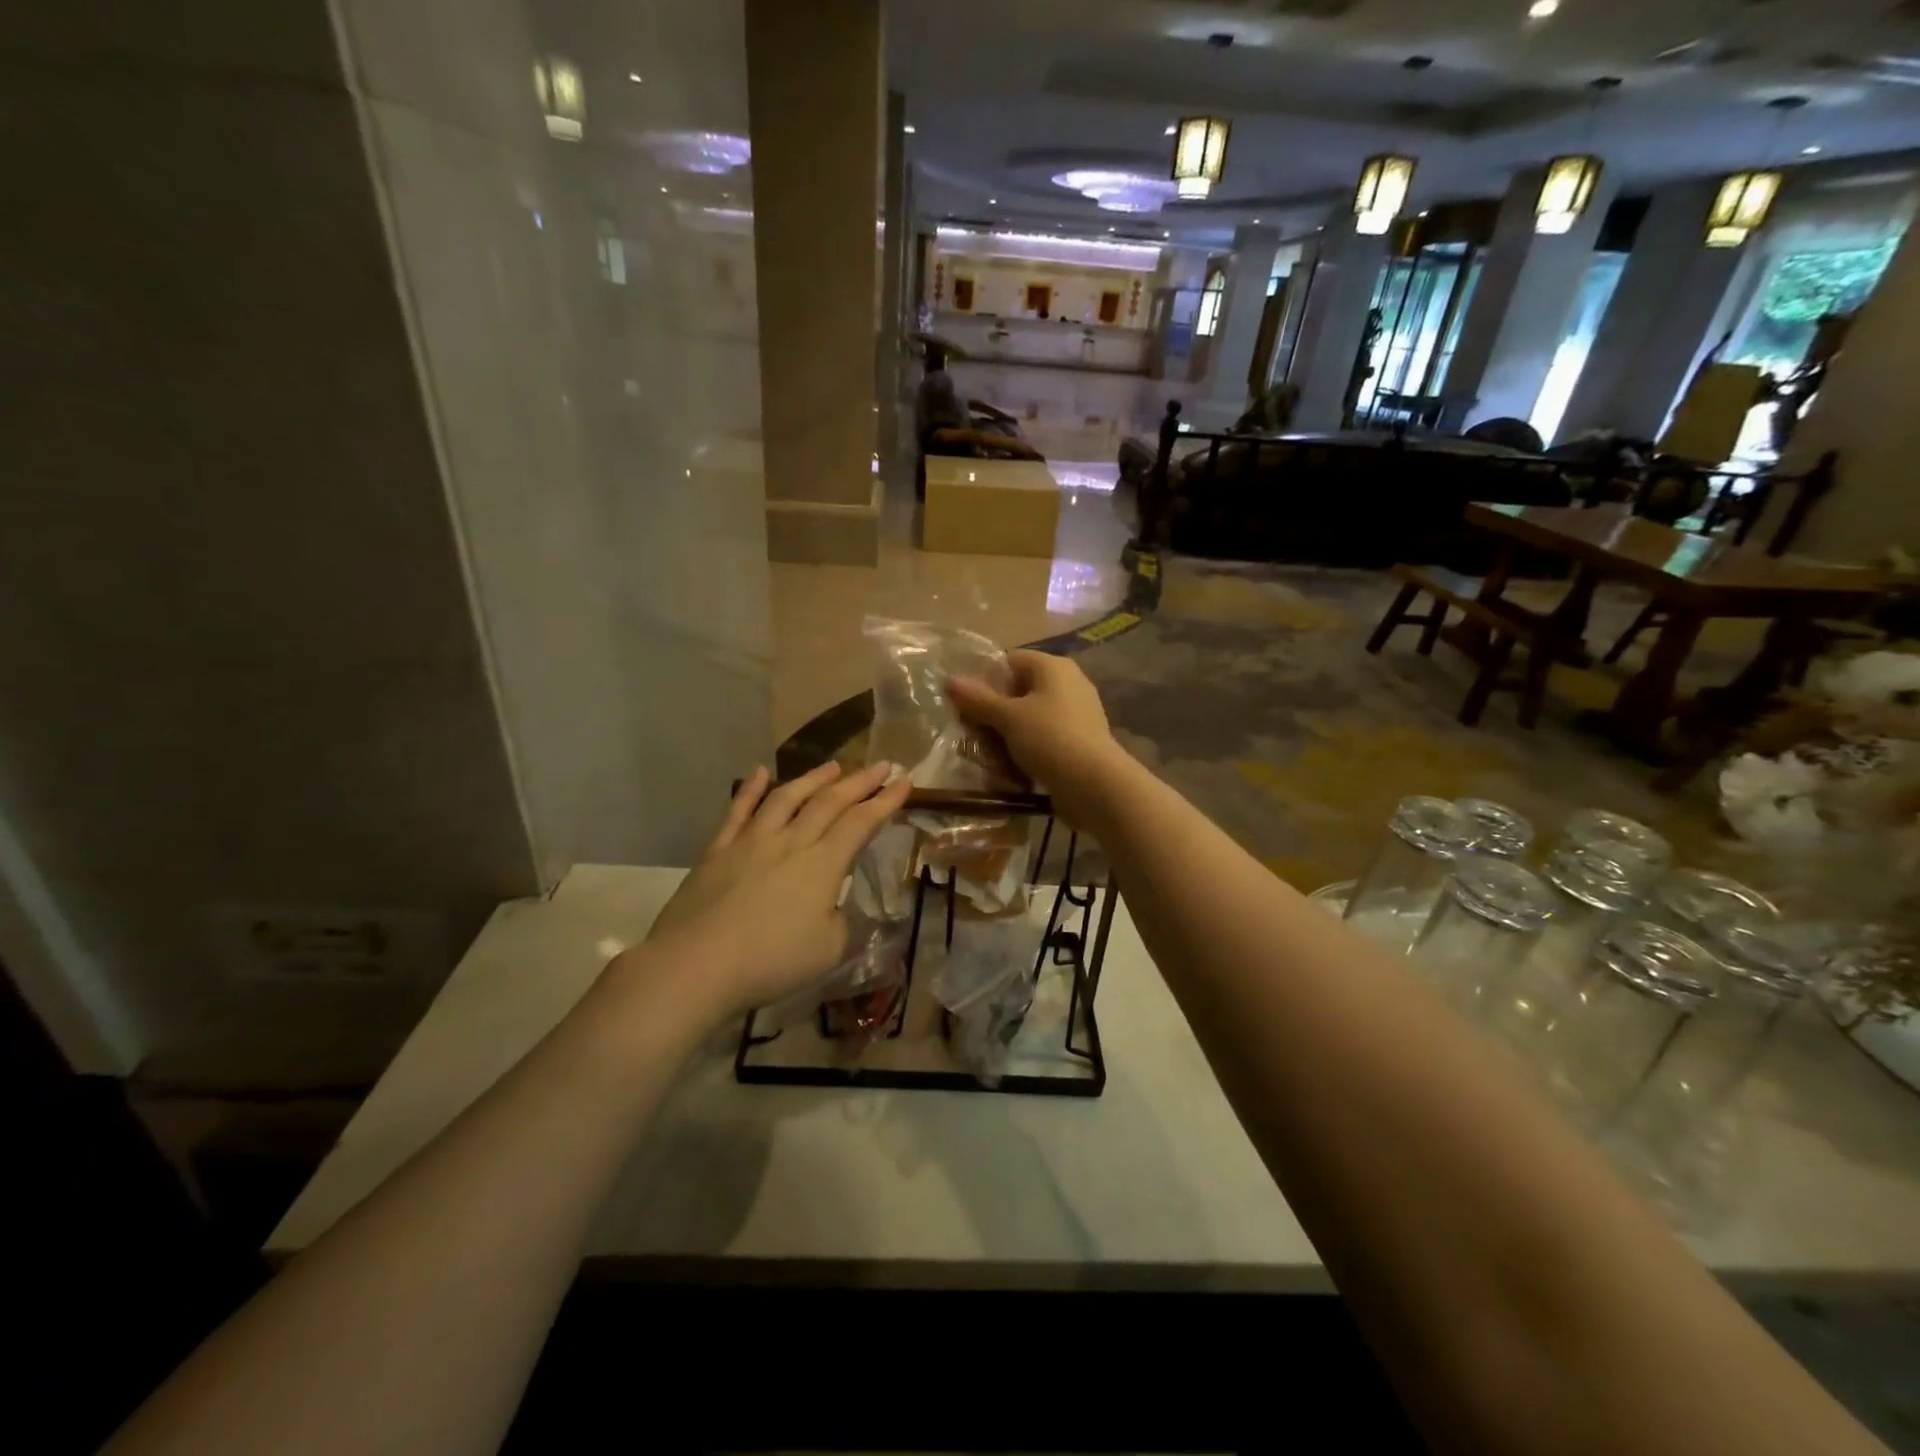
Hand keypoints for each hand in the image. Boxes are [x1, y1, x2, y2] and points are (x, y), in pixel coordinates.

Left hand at [633, 762, 909, 1022]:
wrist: (697, 964)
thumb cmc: (771, 962)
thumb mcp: (829, 951)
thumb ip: (842, 923)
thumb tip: (838, 907)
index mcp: (823, 864)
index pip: (861, 822)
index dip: (885, 800)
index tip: (905, 781)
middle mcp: (791, 841)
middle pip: (830, 802)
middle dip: (860, 781)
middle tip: (881, 765)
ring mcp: (752, 841)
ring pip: (787, 797)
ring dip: (813, 778)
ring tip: (832, 766)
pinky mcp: (719, 850)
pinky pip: (738, 811)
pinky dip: (750, 789)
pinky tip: (759, 772)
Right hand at [947, 650, 1126, 824]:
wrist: (1095, 784)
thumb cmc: (1049, 738)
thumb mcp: (1008, 717)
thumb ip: (978, 699)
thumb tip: (950, 680)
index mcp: (1053, 667)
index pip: (1010, 660)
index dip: (986, 679)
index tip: (967, 705)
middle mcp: (1069, 683)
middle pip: (1020, 690)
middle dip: (994, 711)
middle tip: (973, 733)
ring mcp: (1077, 714)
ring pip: (1031, 717)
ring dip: (1008, 734)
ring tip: (989, 754)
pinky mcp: (1080, 741)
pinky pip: (1045, 738)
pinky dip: (1027, 749)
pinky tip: (1012, 768)